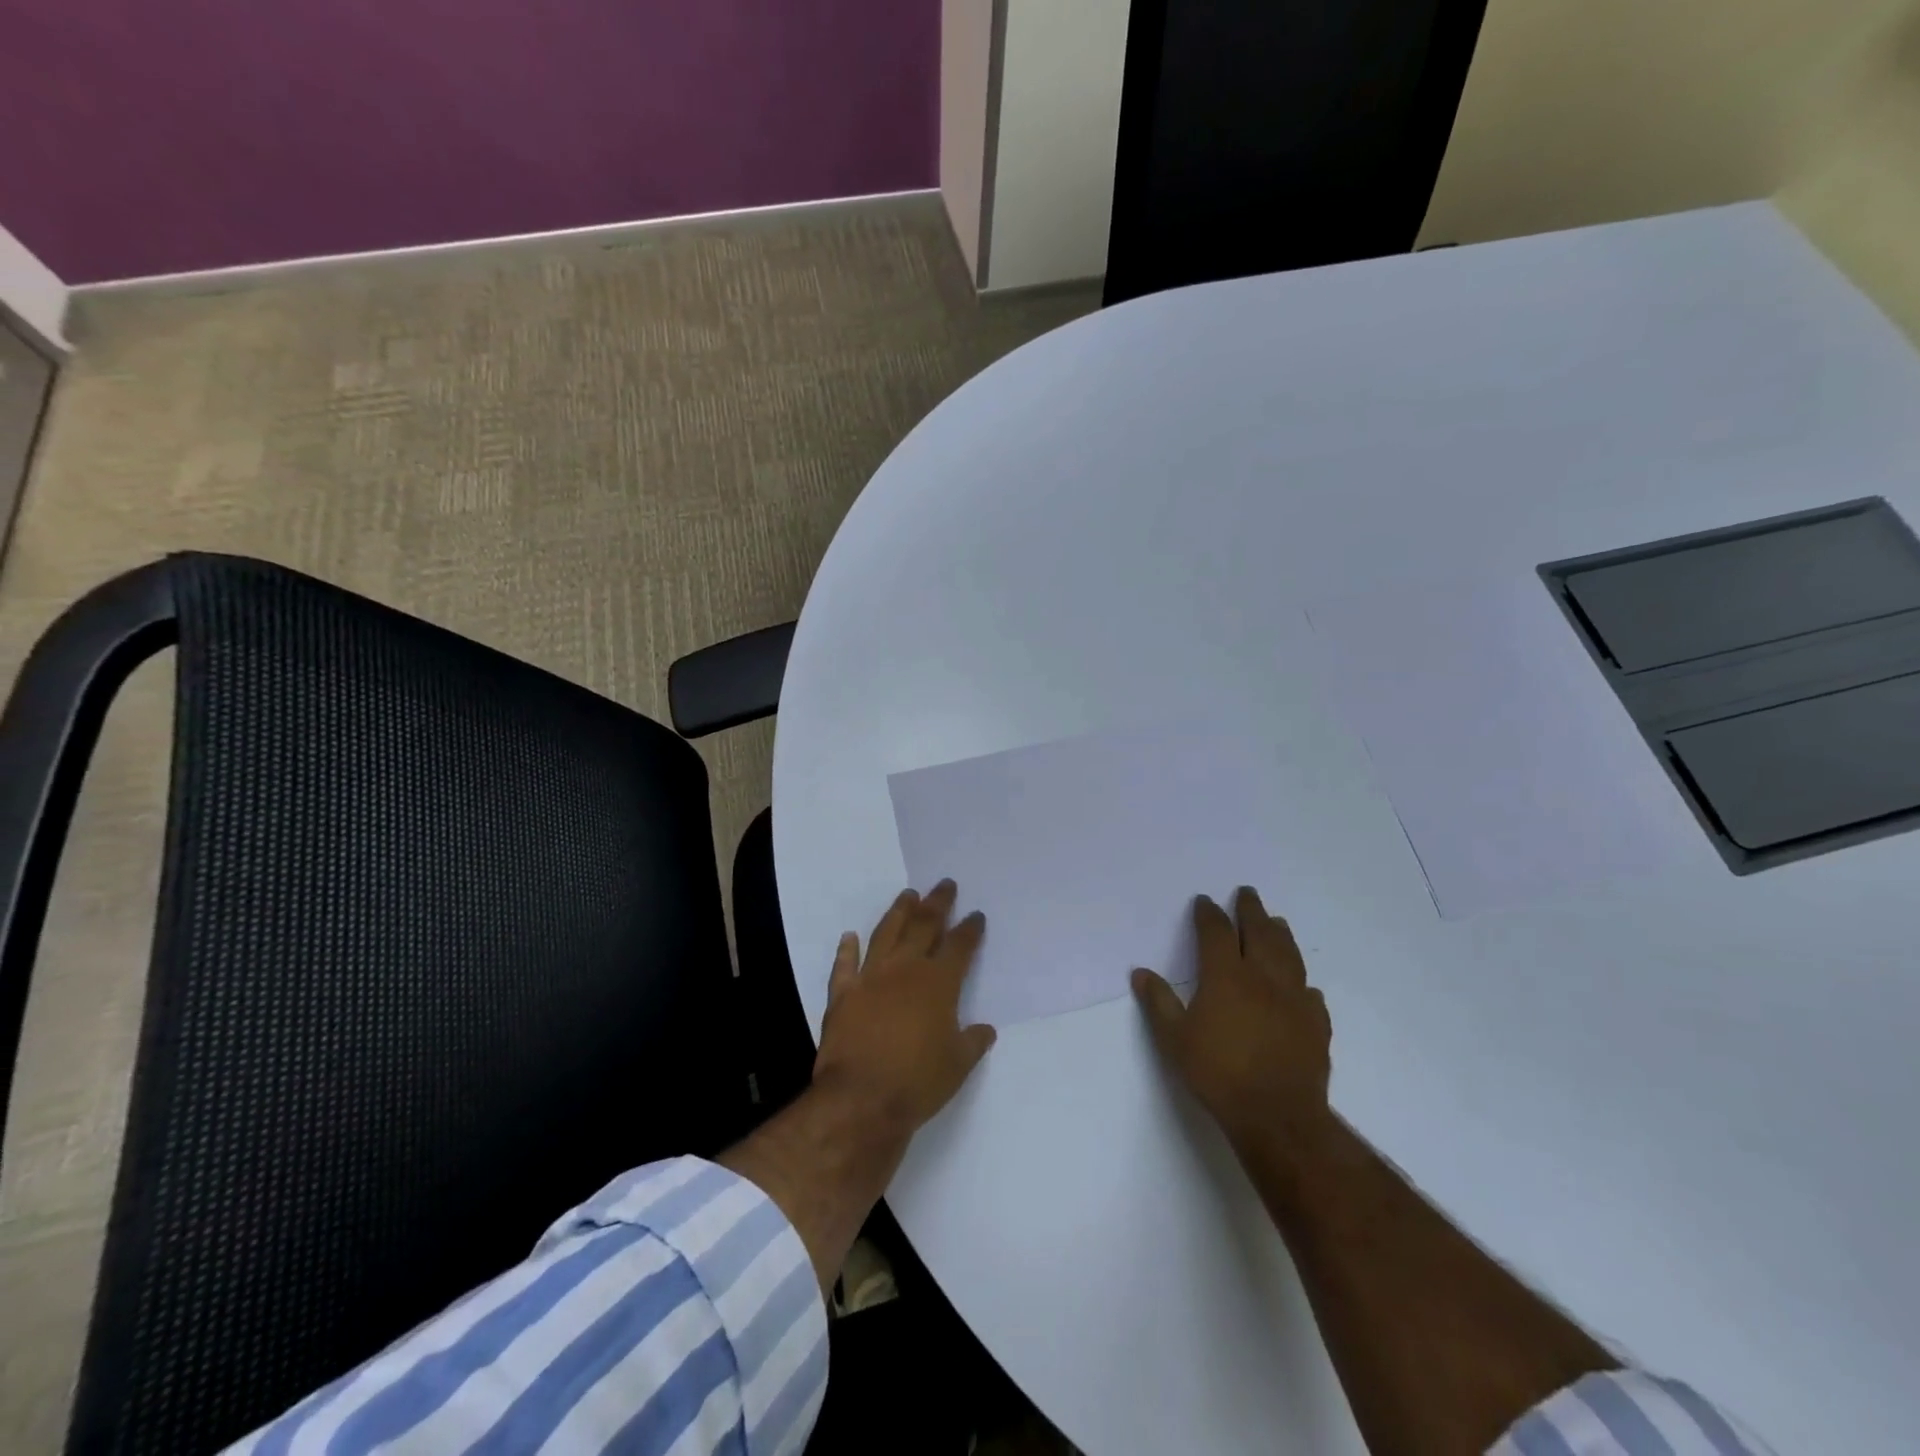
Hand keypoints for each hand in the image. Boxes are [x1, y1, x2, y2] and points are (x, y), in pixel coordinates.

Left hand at [811, 879, 997, 1141]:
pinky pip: (844, 965)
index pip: (959, 946)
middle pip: (924, 926)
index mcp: (938, 983)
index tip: (975, 915)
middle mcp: (905, 970)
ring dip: (898, 912)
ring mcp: (870, 977)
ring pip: (886, 933)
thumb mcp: (958, 1065)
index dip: (969, 929)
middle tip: (944, 885)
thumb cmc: (918, 1082)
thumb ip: (972, 1041)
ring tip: (907, 895)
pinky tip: (849, 936)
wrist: (861, 1099)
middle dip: (937, 903)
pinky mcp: (842, 993)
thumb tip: (985, 1029)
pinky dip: (846, 949)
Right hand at [1131, 887, 1331, 1156]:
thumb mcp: (1174, 1039)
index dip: (1208, 914)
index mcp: (1226, 976)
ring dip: (1280, 934)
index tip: (1204, 901)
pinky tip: (1302, 988)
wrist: (1277, 1116)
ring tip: (1276, 922)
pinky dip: (1302, 984)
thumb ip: (1158, 1003)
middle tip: (1247, 893)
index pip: (1216, 932)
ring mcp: (1294, 1000)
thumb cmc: (1218, 1073)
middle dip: (1250, 910)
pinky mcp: (1315, 1025)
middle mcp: (1262, 978)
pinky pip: (1310, 995)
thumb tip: (1140, 973)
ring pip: (1289, 956)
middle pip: (1258, 932)